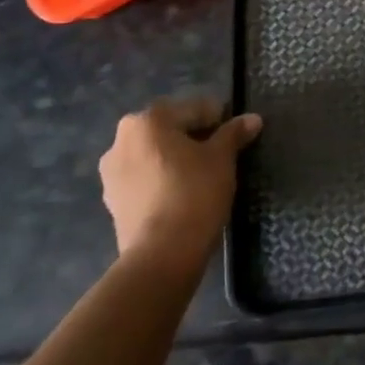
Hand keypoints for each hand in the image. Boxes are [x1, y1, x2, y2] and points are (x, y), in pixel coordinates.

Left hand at [99, 97, 261, 263]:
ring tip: (202, 176)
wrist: (161, 255)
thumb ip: (234, 133)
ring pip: (154, 155)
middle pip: (168, 129)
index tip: (236, 135)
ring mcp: (111, 173)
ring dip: (176, 159)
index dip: (218, 119)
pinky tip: (182, 194)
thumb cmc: (194, 193)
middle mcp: (121, 140)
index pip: (193, 109)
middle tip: (221, 154)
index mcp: (147, 121)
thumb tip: (252, 118)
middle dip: (194, 137)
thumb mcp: (222, 158)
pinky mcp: (113, 202)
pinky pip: (144, 179)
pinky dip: (162, 180)